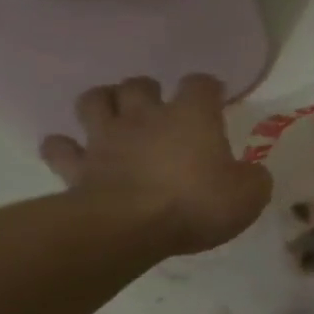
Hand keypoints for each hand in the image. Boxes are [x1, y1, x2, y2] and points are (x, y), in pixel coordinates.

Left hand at [40, 75, 271, 254]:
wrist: (129, 228)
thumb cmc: (197, 203)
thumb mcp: (249, 195)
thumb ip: (253, 179)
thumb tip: (250, 174)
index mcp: (192, 117)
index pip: (201, 84)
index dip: (209, 88)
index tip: (217, 99)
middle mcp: (146, 118)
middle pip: (139, 84)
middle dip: (148, 90)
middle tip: (158, 107)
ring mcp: (106, 139)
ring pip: (94, 101)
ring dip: (104, 102)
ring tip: (114, 115)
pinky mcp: (77, 167)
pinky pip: (60, 148)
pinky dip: (64, 147)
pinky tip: (73, 152)